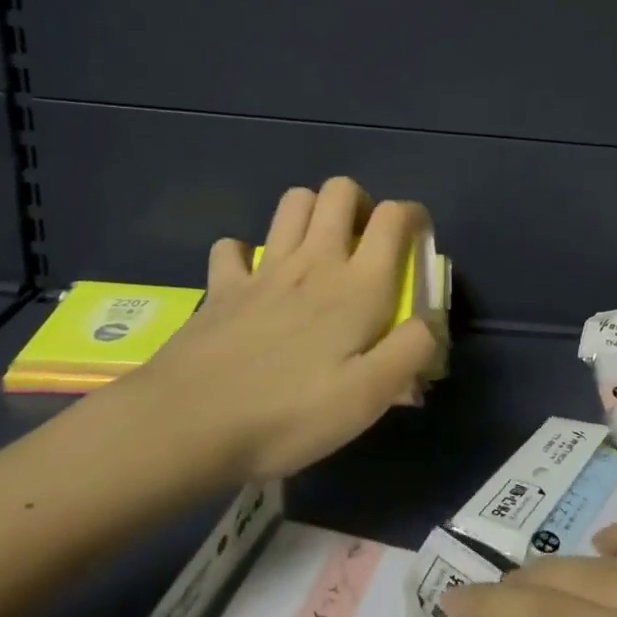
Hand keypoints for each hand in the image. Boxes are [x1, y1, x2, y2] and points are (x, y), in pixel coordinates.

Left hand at [95, 178, 442, 491]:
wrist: (187, 425)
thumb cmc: (289, 413)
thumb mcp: (368, 398)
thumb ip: (411, 352)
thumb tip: (429, 323)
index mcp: (358, 285)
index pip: (394, 216)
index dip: (413, 216)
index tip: (416, 243)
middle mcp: (314, 261)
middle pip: (339, 191)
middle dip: (360, 203)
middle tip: (364, 244)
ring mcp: (263, 269)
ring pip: (293, 203)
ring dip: (312, 213)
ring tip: (319, 250)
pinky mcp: (221, 287)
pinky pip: (233, 248)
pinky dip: (247, 253)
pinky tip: (254, 279)